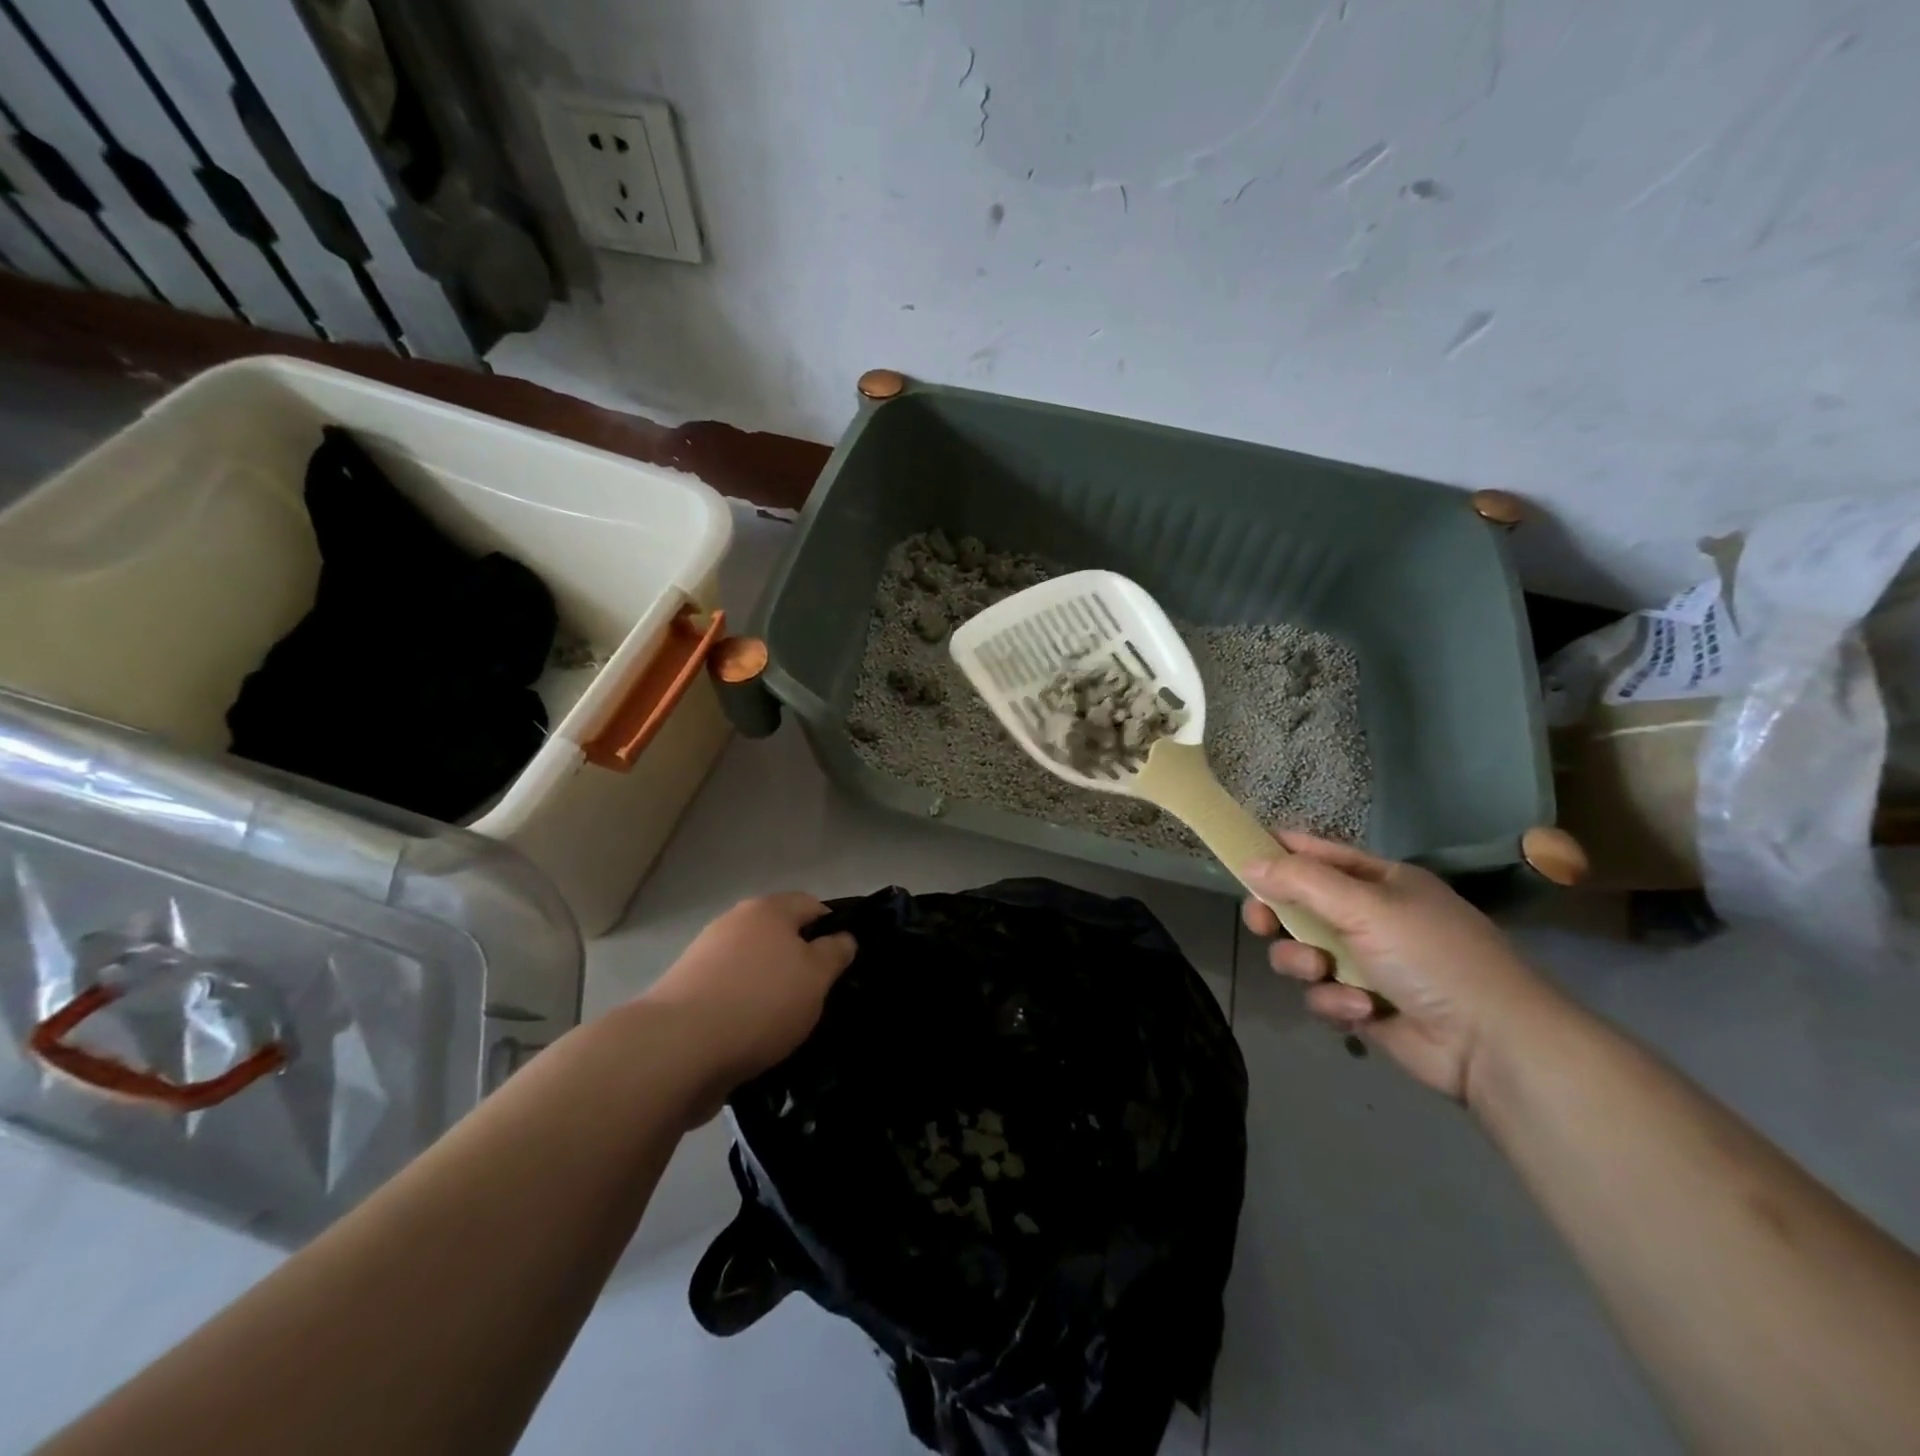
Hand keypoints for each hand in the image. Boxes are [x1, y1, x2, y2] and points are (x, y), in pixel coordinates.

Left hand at [640, 894, 855, 1116]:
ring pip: (753, 967)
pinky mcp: (685, 993)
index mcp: (768, 909)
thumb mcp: (816, 977)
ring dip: (769, 990)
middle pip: (779, 936)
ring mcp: (704, 957)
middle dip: (799, 963)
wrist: (676, 1049)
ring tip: (786, 1026)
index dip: (833, 930)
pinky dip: (743, 1011)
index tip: (842, 965)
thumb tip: (842, 938)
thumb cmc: (759, 1003)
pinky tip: (753, 1039)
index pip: (812, 905)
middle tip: (818, 998)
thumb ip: (835, 953)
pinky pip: (729, 995)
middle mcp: (733, 923)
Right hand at [1242, 833, 1558, 1102]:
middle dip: (1277, 915)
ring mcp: (1365, 962)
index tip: (1240, 855)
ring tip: (1322, 974)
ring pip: (1302, 952)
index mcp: (1379, 881)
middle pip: (1299, 905)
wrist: (1491, 1044)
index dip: (1280, 851)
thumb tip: (1248, 863)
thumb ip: (1302, 881)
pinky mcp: (1361, 1005)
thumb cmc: (1431, 956)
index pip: (1318, 853)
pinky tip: (1360, 1010)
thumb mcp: (1365, 906)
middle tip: (1261, 923)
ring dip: (1304, 964)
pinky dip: (1334, 1002)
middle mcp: (1370, 917)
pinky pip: (1321, 994)